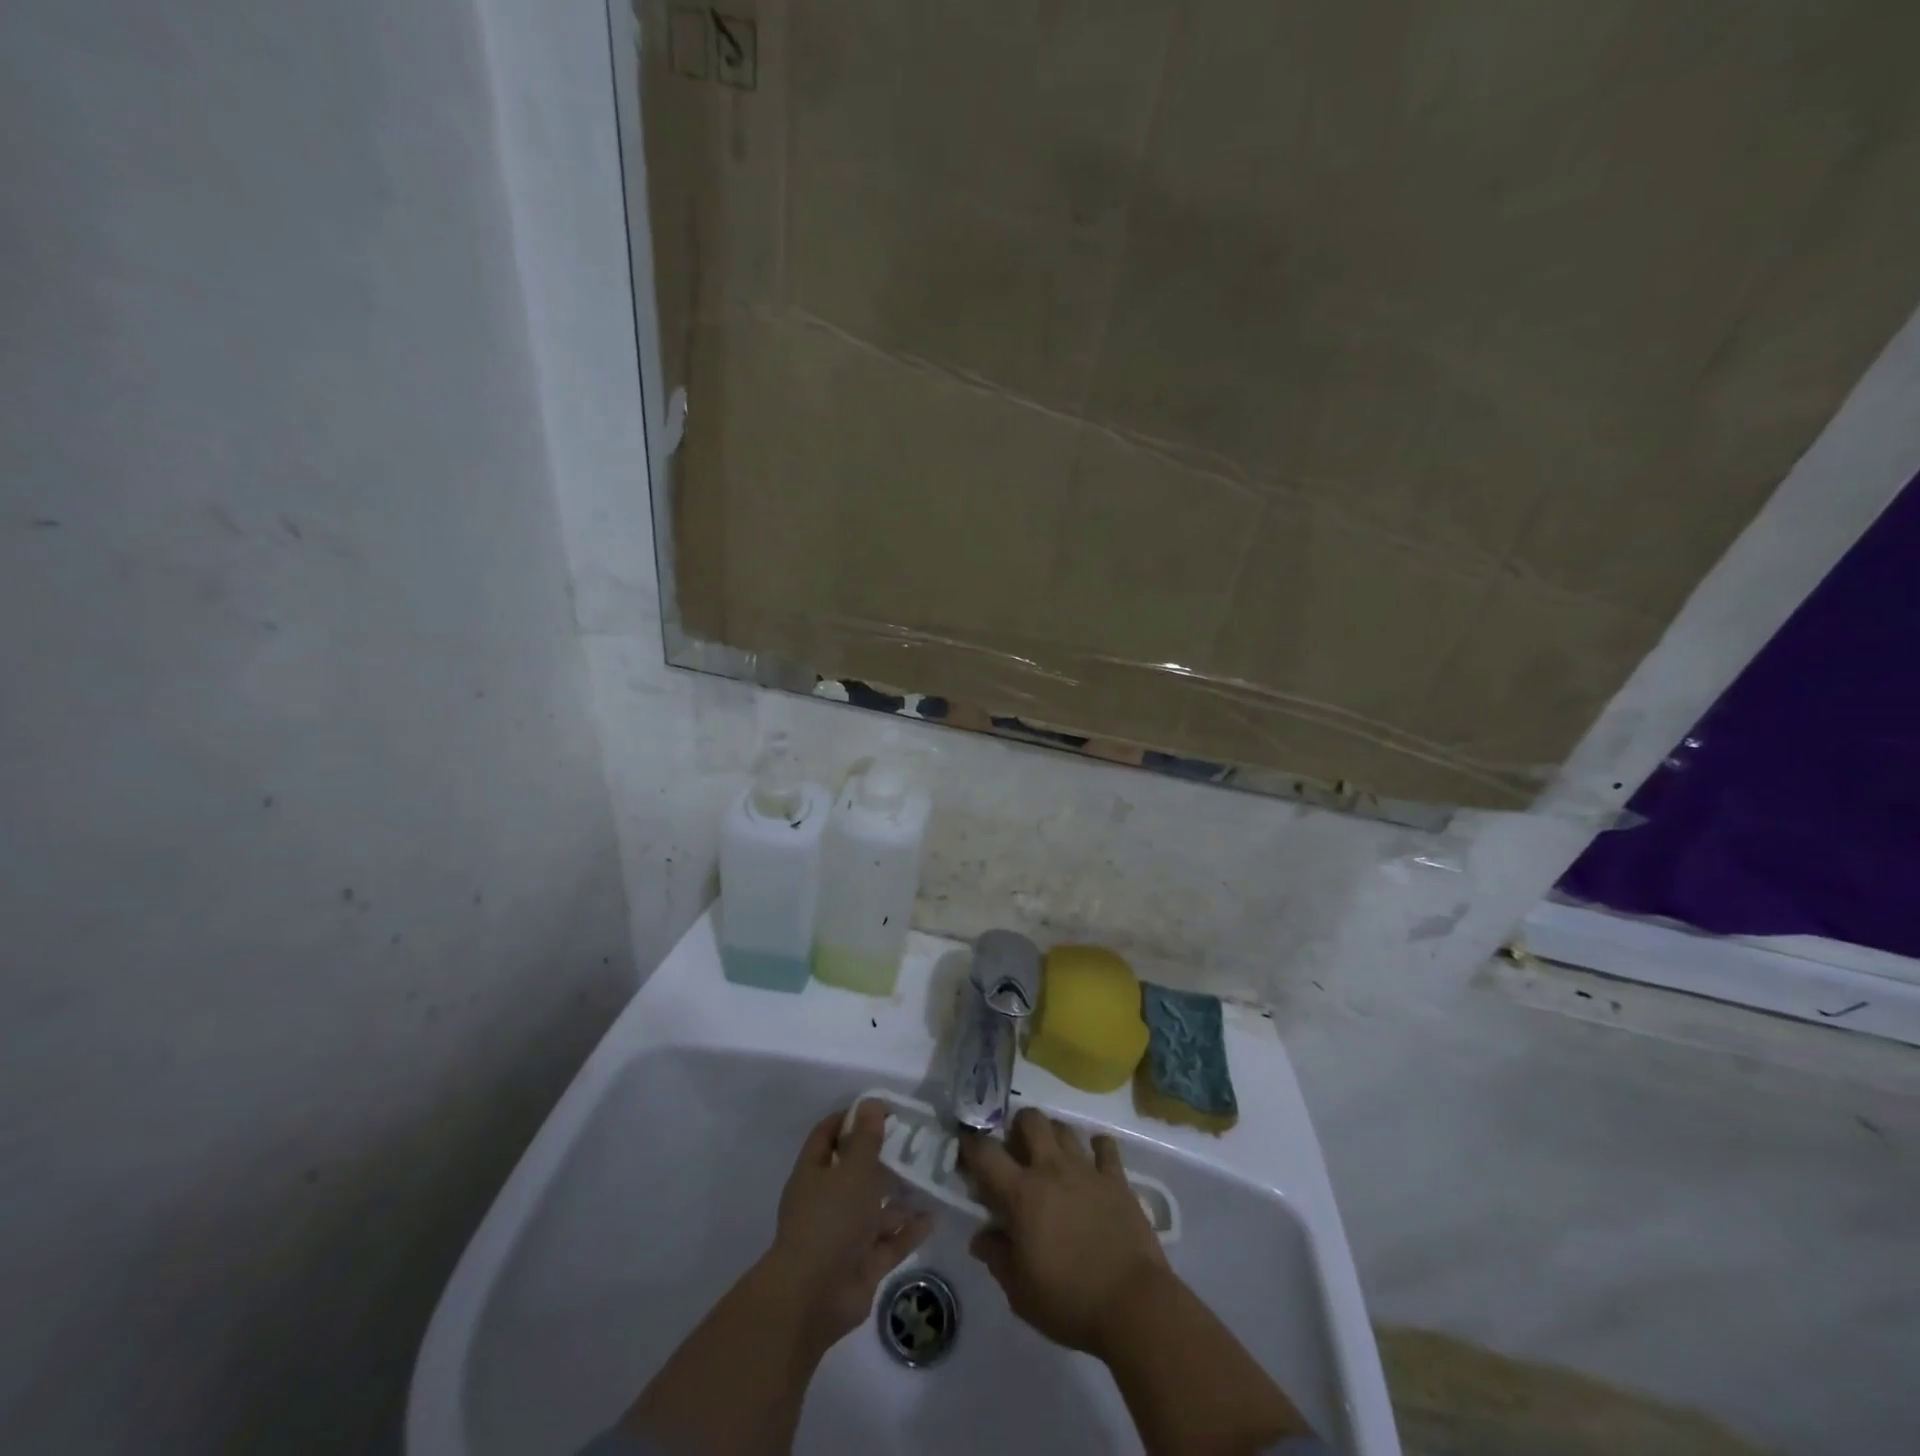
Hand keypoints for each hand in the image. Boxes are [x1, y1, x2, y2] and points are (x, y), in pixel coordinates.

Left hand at [764, 1102, 932, 1352]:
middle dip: (882, 1158)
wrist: (813, 1297)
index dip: (850, 1118)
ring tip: (931, 1176)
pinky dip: (908, 1230)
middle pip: (855, 1172)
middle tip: (916, 1140)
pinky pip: (889, 1242)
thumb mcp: (852, 1170)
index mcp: (814, 1174)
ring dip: (900, 1196)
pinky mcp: (863, 1265)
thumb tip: (871, 1102)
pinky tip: (933, 1216)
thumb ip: (865, 1138)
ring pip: (875, 1209)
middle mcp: (827, 1201)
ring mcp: (845, 1235)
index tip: (880, 1108)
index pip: (828, 1135)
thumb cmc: (830, 1220)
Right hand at [960, 1107, 1171, 1356]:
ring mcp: (1087, 1170)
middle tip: (1016, 1152)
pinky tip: (1093, 1163)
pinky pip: (1105, 1146)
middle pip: (1030, 1120)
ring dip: (1052, 1135)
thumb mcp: (1020, 1292)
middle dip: (1017, 1127)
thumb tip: (981, 1237)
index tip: (965, 1146)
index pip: (986, 1154)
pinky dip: (1096, 1148)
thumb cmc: (1069, 1301)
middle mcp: (1052, 1169)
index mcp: (1022, 1194)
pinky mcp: (1117, 1179)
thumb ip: (997, 1257)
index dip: (971, 1144)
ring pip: (1064, 1128)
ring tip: (1051, 1157)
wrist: (1134, 1305)